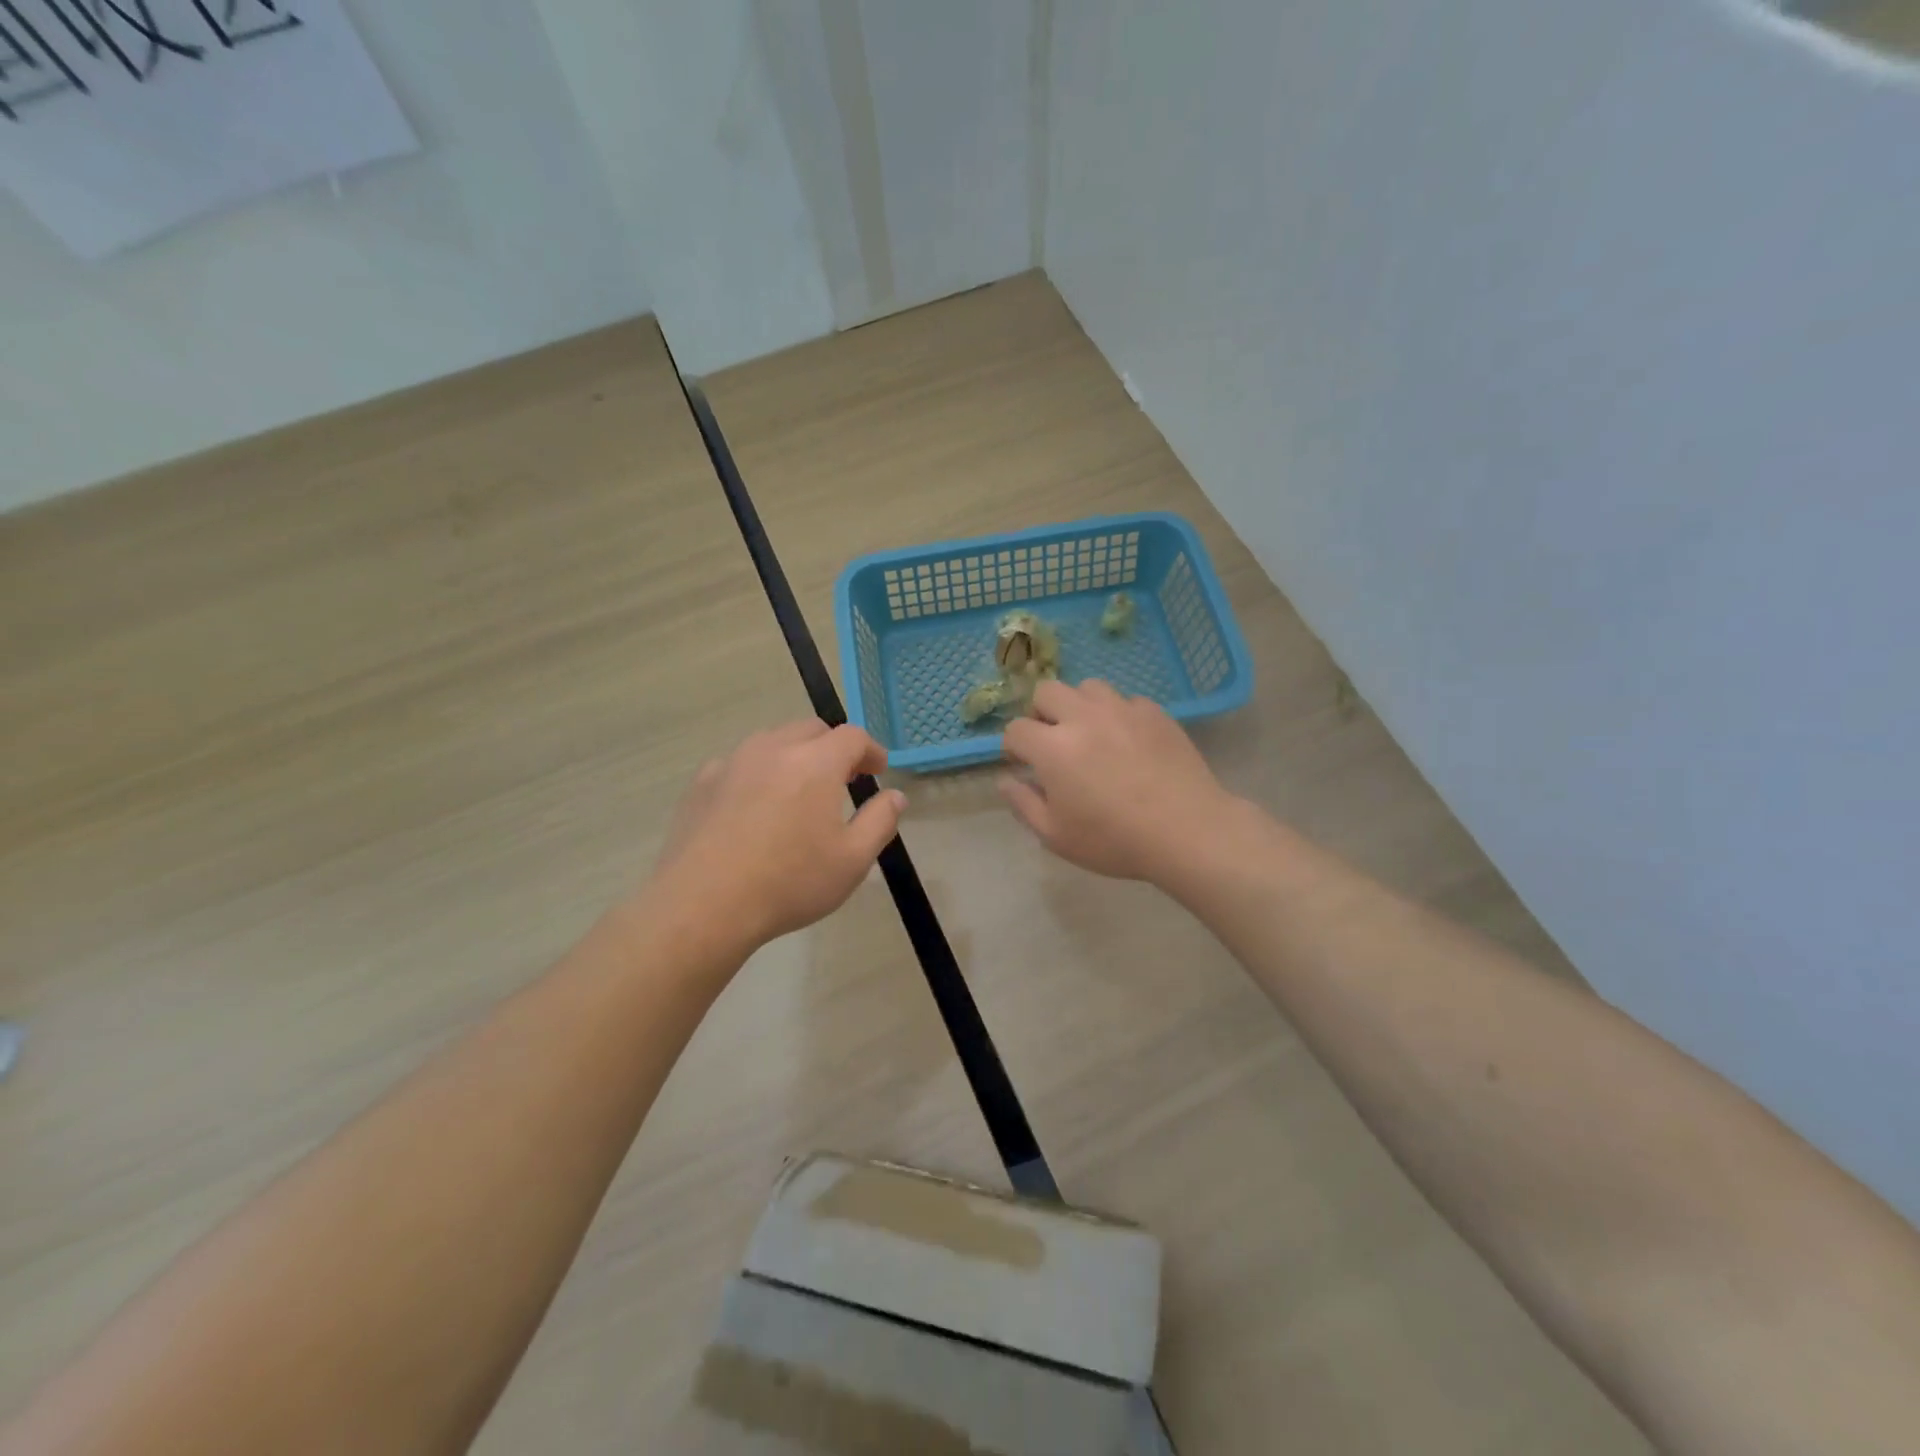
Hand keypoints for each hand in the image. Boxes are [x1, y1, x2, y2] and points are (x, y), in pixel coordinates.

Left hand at [644, 719, 905, 956]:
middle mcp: (774, 749)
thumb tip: (894, 796)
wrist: (704, 905)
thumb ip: (880, 821)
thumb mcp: (853, 860)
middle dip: (833, 748)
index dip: (871, 750)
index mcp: (816, 763)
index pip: (852, 737)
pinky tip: (755, 806)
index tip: (877, 770)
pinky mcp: (702, 782)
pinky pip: (739, 763)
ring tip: (799, 789)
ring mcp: (733, 762)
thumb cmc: (789, 882)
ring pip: (772, 741)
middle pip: (811, 730)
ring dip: (795, 755)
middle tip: (843, 779)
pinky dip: (758, 773)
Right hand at [999, 679, 1240, 885]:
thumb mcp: (1056, 836)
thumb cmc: (1114, 840)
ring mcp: (1122, 709)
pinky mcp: (1154, 712)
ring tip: (1091, 734)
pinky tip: (1128, 742)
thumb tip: (1005, 780)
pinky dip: (1118, 715)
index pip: (1016, 729)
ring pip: (1088, 687)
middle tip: (1053, 742)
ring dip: (1079, 706)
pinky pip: (1126, 700)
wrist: (1187, 831)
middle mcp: (1083, 717)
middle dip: (1041, 714)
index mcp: (1053, 747)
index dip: (1013, 747)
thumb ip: (1023, 804)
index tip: (1023, 764)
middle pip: (1047, 691)